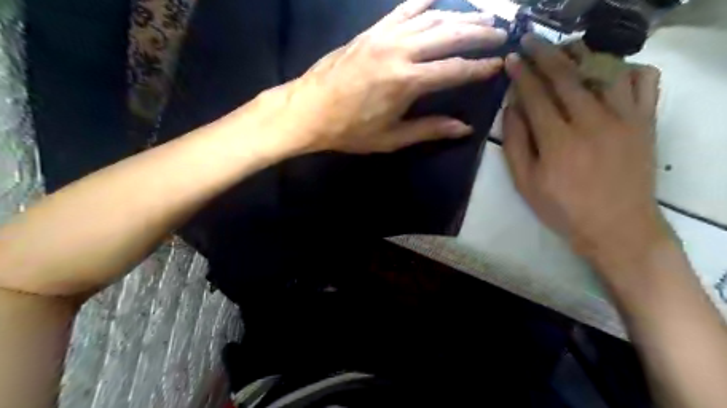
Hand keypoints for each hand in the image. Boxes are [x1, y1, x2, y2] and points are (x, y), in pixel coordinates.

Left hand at [262, 0, 506, 153]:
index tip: (499, 64)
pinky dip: (424, 2)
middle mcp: (400, 51)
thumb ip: (429, 129)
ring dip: (460, 14)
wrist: (308, 110)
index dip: (479, 67)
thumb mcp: (391, 138)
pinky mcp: (371, 31)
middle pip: (449, 34)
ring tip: (483, 15)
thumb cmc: (349, 130)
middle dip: (479, 32)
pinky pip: (403, 9)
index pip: (454, 69)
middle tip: (501, 32)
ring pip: (431, 17)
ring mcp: (384, 36)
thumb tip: (464, 128)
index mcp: (407, 82)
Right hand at [504, 35, 672, 269]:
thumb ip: (516, 144)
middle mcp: (591, 121)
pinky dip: (627, 69)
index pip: (535, 95)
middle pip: (565, 76)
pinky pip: (644, 82)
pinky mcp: (645, 122)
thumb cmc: (563, 208)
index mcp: (557, 140)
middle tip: (530, 39)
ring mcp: (623, 118)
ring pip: (603, 71)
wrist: (617, 227)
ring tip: (565, 50)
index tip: (512, 58)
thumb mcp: (526, 183)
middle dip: (544, 54)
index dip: (521, 74)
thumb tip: (511, 108)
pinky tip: (610, 74)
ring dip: (581, 55)